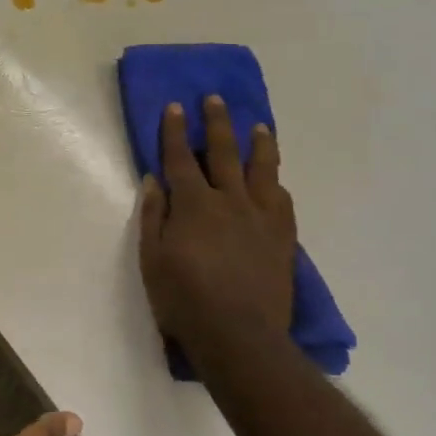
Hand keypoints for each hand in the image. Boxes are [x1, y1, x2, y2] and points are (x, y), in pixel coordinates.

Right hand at [138, 97, 296, 368]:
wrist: (240, 336)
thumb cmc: (185, 300)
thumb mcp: (152, 260)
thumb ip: (153, 216)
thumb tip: (154, 180)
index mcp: (194, 204)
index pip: (181, 158)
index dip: (176, 131)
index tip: (175, 107)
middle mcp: (230, 201)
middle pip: (224, 152)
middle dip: (217, 123)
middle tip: (216, 99)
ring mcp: (261, 217)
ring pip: (262, 170)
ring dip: (259, 144)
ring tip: (259, 126)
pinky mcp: (282, 238)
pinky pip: (283, 201)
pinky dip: (276, 185)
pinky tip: (276, 180)